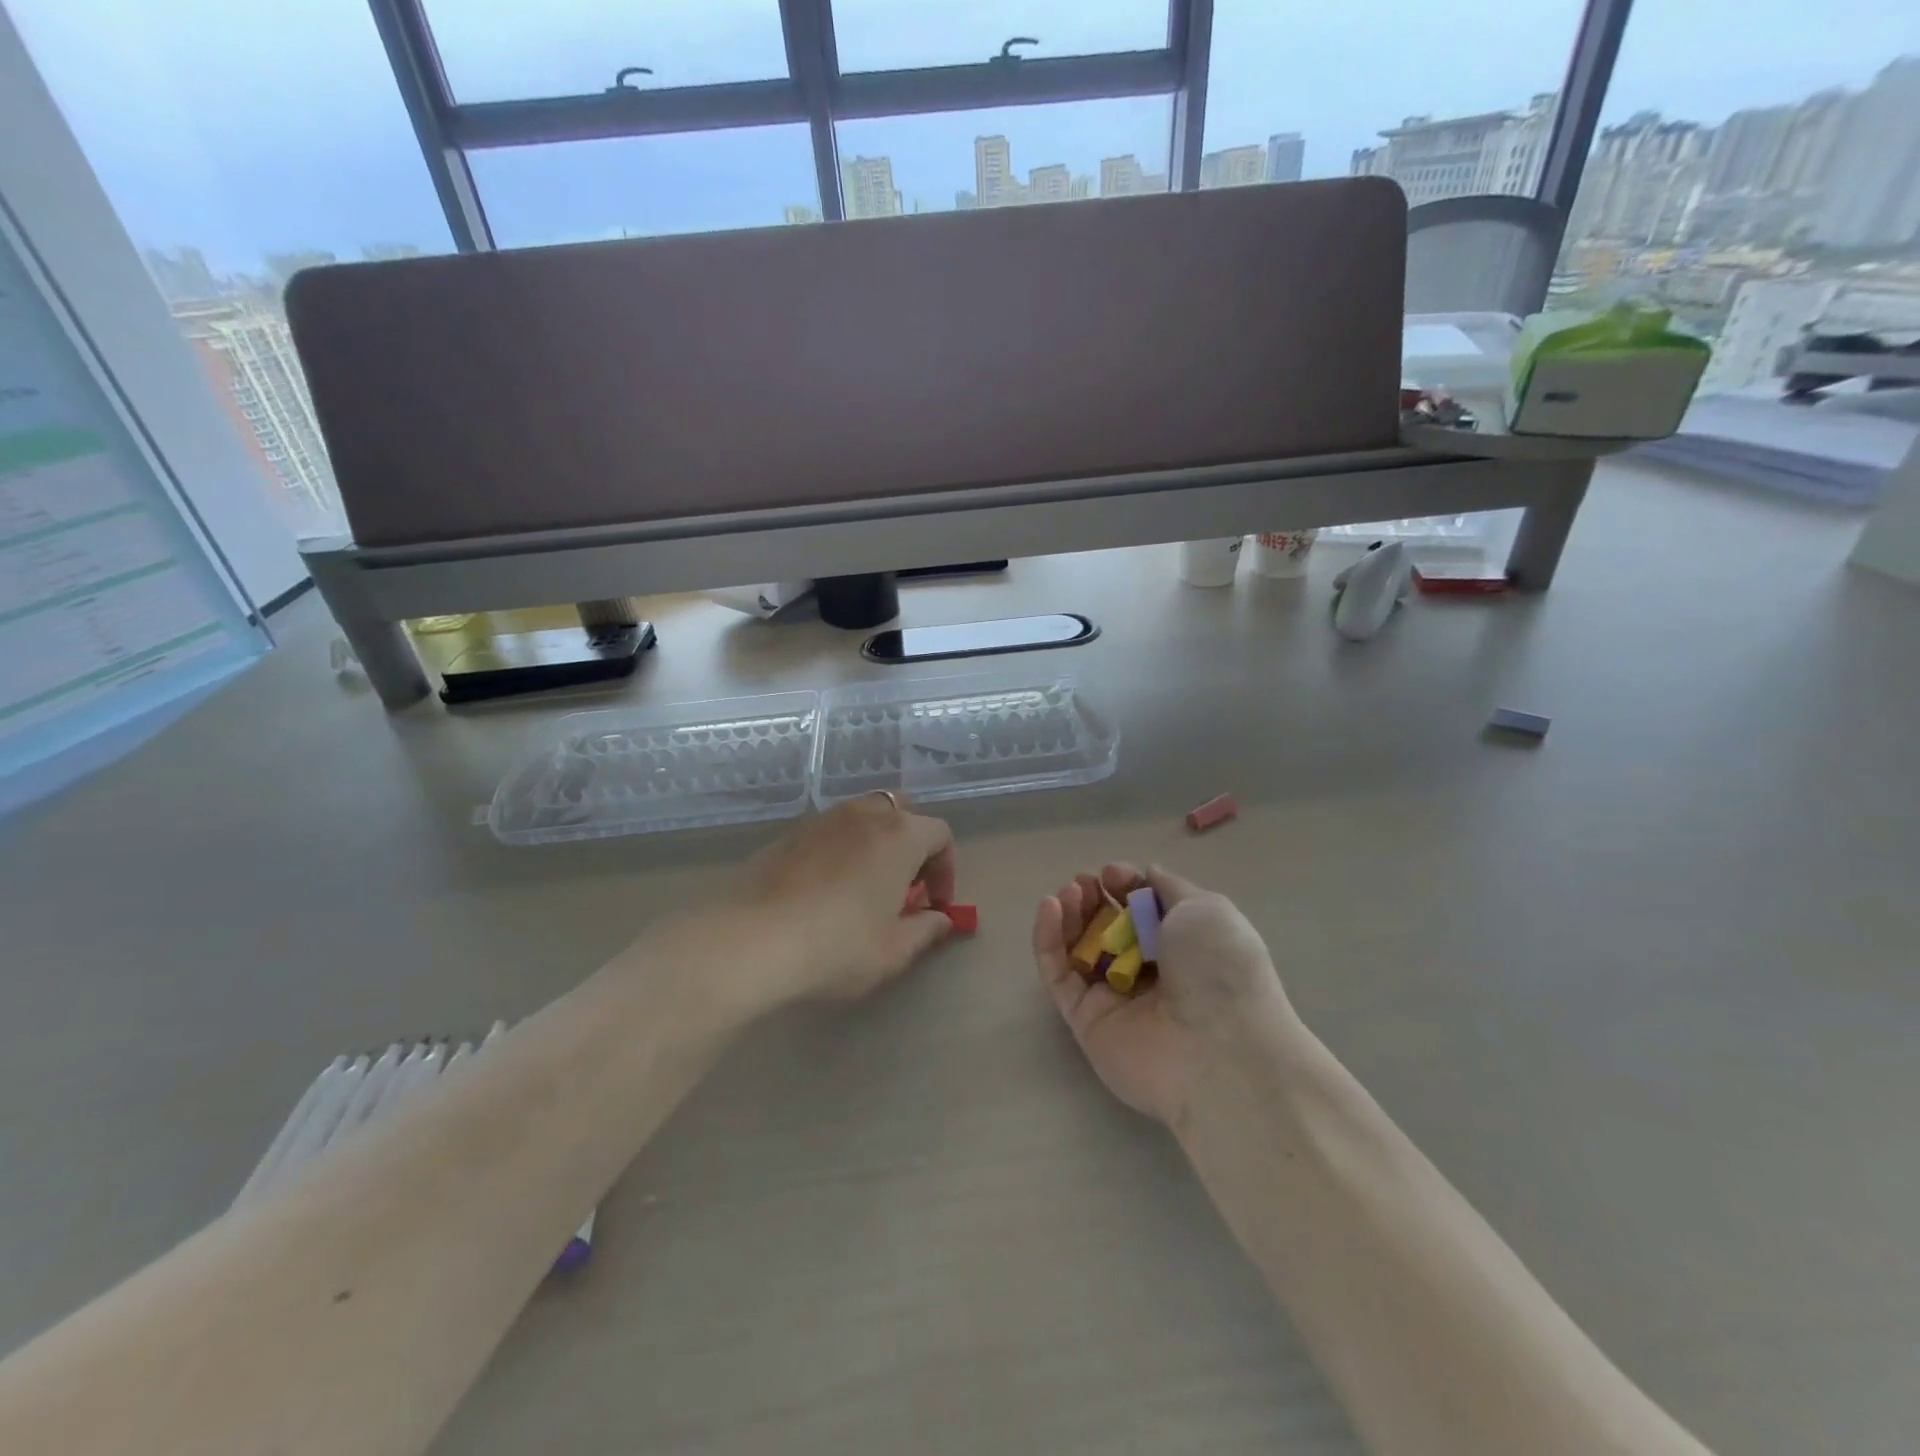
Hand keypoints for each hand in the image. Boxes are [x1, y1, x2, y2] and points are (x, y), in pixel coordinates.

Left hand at [716, 793, 957, 1011]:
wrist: (751, 941)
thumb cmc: (837, 946)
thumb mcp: (893, 950)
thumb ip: (926, 929)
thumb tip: (941, 919)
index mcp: (900, 835)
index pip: (940, 835)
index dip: (945, 870)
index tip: (935, 905)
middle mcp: (864, 814)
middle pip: (902, 811)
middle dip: (912, 844)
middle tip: (904, 886)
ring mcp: (822, 819)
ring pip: (863, 816)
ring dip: (876, 843)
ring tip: (865, 887)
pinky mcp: (789, 833)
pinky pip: (830, 831)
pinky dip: (842, 849)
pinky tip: (827, 889)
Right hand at [1032, 863, 1292, 1125]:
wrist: (1218, 1048)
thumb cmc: (1218, 969)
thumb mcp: (1206, 910)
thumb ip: (1170, 888)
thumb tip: (1147, 874)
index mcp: (1182, 948)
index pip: (1140, 912)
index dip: (1124, 887)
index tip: (1112, 874)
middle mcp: (1148, 973)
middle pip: (1107, 928)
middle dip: (1093, 898)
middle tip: (1085, 883)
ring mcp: (1114, 998)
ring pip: (1079, 949)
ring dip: (1069, 914)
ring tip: (1068, 892)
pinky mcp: (1085, 1021)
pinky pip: (1059, 975)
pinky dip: (1047, 939)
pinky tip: (1049, 907)